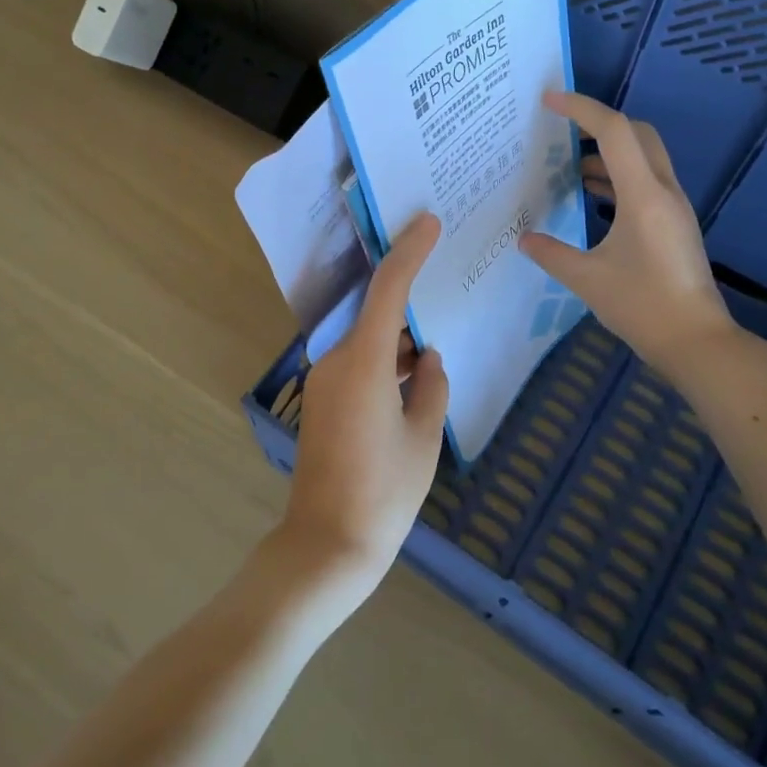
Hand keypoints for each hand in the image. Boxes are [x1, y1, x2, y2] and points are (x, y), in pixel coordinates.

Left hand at [283, 213, 450, 598]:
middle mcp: (336, 361)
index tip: (428, 222)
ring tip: (434, 346)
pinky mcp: (322, 401)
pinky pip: (358, 364)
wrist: (327, 544)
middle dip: (409, 303)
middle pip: (376, 314)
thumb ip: (431, 387)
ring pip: (368, 342)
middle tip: (444, 282)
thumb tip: (426, 360)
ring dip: (398, 341)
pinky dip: (385, 362)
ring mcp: (324, 381)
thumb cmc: (384, 492)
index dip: (409, 252)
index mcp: (363, 362)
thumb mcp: (424, 437)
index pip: (388, 290)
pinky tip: (412, 378)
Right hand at [520, 91, 735, 373]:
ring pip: (644, 157)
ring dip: (609, 152)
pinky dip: (619, 177)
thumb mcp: (588, 280)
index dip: (581, 109)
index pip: (614, 131)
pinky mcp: (675, 224)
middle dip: (599, 123)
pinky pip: (646, 181)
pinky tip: (593, 196)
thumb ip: (552, 254)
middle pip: (636, 134)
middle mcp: (663, 191)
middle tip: (562, 131)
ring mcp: (673, 207)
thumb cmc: (643, 307)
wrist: (697, 342)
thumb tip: (524, 239)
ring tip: (569, 166)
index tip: (549, 101)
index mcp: (642, 196)